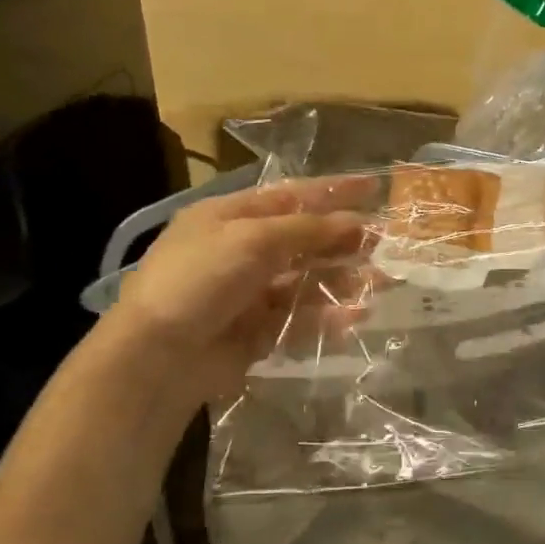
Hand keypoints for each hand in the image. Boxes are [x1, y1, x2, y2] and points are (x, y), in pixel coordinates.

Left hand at [111, 178, 367, 396]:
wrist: (157, 357)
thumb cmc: (200, 280)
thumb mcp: (252, 240)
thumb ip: (307, 229)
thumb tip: (356, 223)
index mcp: (229, 216)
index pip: (290, 195)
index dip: (332, 191)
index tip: (374, 187)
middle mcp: (240, 251)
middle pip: (303, 239)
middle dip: (344, 239)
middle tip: (386, 242)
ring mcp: (249, 293)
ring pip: (306, 280)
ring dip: (342, 279)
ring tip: (380, 282)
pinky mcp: (257, 331)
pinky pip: (300, 318)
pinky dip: (327, 316)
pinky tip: (355, 316)